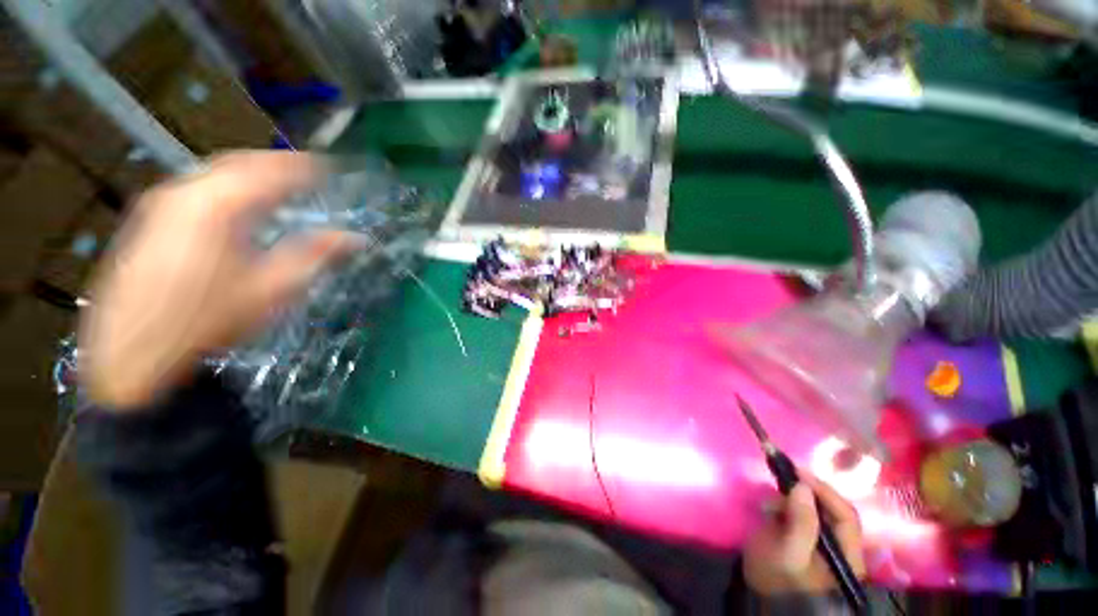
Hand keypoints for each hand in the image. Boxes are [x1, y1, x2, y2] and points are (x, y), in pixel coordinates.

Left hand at [80, 151, 362, 410]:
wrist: (133, 350)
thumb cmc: (210, 318)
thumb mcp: (274, 289)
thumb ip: (317, 255)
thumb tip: (357, 238)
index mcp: (222, 206)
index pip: (272, 171)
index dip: (305, 168)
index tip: (330, 168)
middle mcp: (188, 191)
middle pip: (240, 161)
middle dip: (276, 163)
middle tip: (306, 172)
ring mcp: (162, 201)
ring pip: (215, 171)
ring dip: (250, 172)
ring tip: (277, 183)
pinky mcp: (150, 217)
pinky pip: (196, 185)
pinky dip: (226, 184)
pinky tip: (237, 202)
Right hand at [744, 473, 865, 594]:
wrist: (761, 596)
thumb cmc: (779, 579)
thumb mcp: (789, 554)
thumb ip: (801, 523)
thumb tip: (802, 486)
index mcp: (847, 554)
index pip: (845, 515)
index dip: (825, 492)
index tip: (799, 473)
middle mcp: (839, 544)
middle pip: (831, 508)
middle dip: (807, 491)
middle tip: (783, 476)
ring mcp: (820, 539)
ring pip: (813, 507)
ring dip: (791, 498)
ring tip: (770, 502)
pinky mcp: (803, 534)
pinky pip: (799, 511)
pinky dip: (784, 503)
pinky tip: (769, 507)